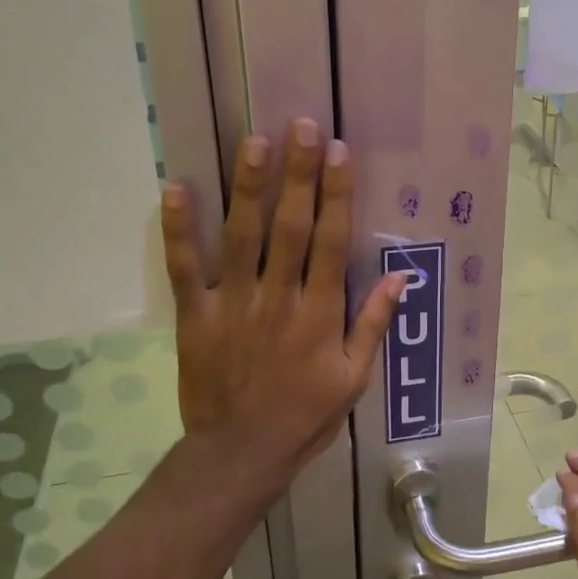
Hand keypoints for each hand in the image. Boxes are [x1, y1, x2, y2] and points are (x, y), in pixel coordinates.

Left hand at [160, 119, 404, 478]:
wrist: (242, 453)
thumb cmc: (306, 416)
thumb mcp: (354, 378)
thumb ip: (373, 324)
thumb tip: (401, 276)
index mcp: (320, 314)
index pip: (332, 242)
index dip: (337, 194)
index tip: (339, 153)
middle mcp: (279, 298)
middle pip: (290, 226)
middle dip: (297, 174)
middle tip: (300, 126)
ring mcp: (234, 304)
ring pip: (242, 237)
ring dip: (248, 187)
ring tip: (253, 141)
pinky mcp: (196, 316)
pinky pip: (186, 268)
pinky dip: (179, 230)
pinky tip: (176, 188)